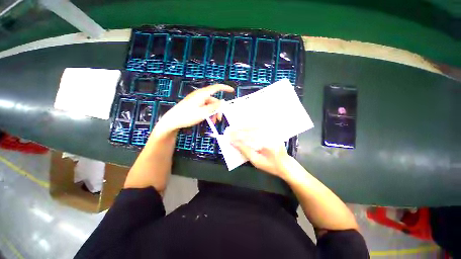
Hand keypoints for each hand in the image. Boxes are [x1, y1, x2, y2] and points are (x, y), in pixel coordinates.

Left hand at [153, 84, 233, 136]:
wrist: (173, 120)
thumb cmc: (187, 116)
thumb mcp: (203, 113)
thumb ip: (214, 107)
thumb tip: (222, 103)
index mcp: (202, 94)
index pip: (216, 88)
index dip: (225, 88)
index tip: (232, 91)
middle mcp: (200, 95)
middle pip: (214, 100)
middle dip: (218, 110)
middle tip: (219, 119)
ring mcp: (197, 100)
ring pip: (210, 105)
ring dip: (213, 113)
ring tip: (213, 122)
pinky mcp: (195, 105)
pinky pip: (205, 107)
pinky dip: (208, 113)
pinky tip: (208, 119)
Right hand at [229, 128, 290, 178]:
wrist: (285, 164)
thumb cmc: (270, 165)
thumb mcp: (257, 162)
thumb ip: (245, 151)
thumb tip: (234, 143)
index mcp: (267, 144)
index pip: (248, 139)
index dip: (237, 138)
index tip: (229, 137)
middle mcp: (269, 135)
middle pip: (251, 130)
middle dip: (238, 131)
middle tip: (229, 131)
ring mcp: (271, 132)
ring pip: (254, 126)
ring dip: (243, 127)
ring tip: (234, 127)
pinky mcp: (272, 131)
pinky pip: (259, 126)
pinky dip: (250, 125)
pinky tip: (244, 125)